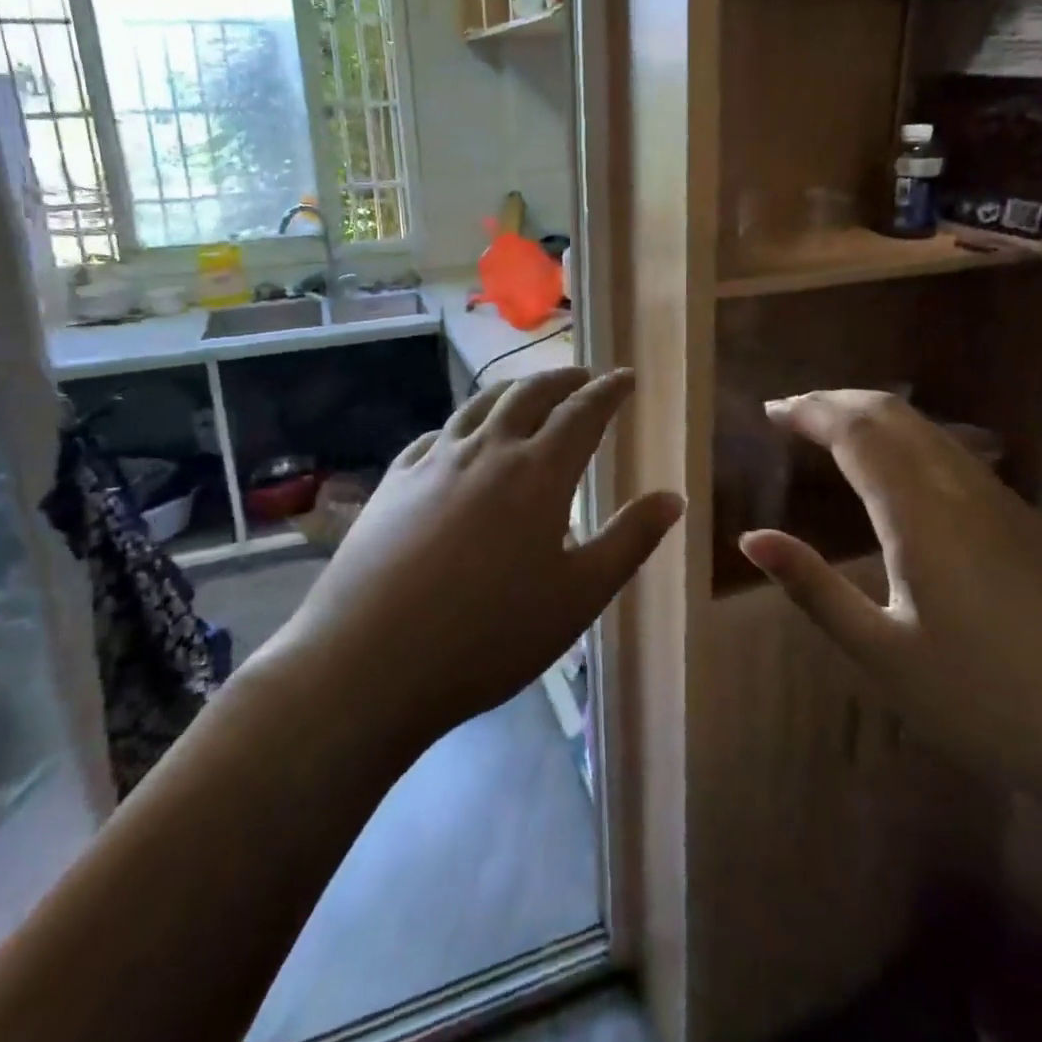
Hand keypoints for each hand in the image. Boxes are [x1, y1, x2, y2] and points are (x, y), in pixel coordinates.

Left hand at [254, 368, 683, 747]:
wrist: (368, 663)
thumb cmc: (489, 636)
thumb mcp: (578, 597)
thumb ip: (629, 541)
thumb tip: (672, 497)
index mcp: (538, 473)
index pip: (583, 412)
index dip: (609, 390)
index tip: (626, 377)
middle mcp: (488, 450)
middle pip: (531, 394)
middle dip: (564, 379)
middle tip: (585, 378)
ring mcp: (435, 461)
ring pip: (481, 403)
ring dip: (514, 389)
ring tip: (530, 392)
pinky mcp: (395, 481)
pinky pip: (438, 433)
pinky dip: (465, 422)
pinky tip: (462, 437)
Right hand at [739, 391, 1041, 795]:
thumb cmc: (984, 700)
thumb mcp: (881, 652)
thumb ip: (812, 587)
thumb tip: (751, 538)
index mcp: (918, 512)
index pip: (854, 430)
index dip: (809, 411)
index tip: (770, 411)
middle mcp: (959, 485)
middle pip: (891, 412)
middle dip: (836, 400)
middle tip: (793, 413)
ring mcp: (1000, 498)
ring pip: (926, 426)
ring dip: (872, 414)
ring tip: (832, 430)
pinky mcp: (1024, 517)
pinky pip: (952, 450)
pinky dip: (906, 437)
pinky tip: (896, 470)